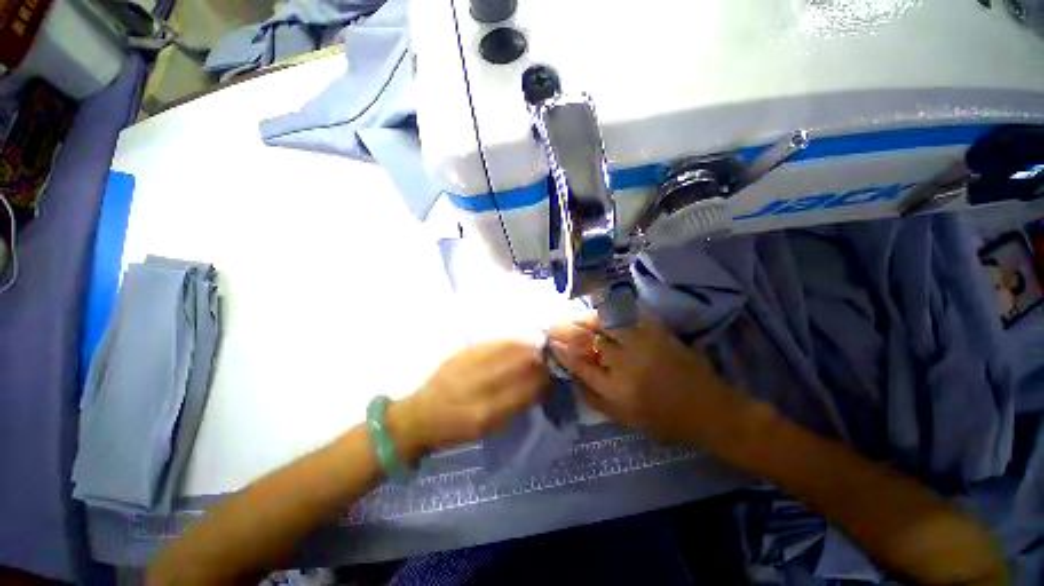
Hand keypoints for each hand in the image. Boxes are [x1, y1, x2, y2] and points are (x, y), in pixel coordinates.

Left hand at [389, 341, 549, 460]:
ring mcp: (472, 363)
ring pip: (512, 348)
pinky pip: (498, 342)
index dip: (546, 380)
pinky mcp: (466, 351)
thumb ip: (516, 405)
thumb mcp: (488, 428)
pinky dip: (514, 342)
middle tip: (550, 362)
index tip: (556, 377)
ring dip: (530, 348)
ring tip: (538, 351)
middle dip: (541, 360)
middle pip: (523, 363)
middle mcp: (481, 385)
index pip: (528, 389)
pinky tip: (519, 344)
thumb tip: (541, 386)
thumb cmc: (454, 429)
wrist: (419, 414)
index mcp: (487, 412)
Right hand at [547, 313, 743, 443]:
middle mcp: (626, 363)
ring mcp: (643, 343)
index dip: (561, 351)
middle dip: (564, 330)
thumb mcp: (625, 419)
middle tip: (553, 326)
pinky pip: (627, 313)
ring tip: (575, 318)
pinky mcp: (657, 330)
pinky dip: (610, 310)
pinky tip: (600, 312)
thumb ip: (594, 399)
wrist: (710, 409)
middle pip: (587, 339)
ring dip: (584, 318)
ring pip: (603, 322)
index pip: (579, 364)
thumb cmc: (665, 420)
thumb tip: (572, 376)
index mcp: (617, 390)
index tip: (550, 344)